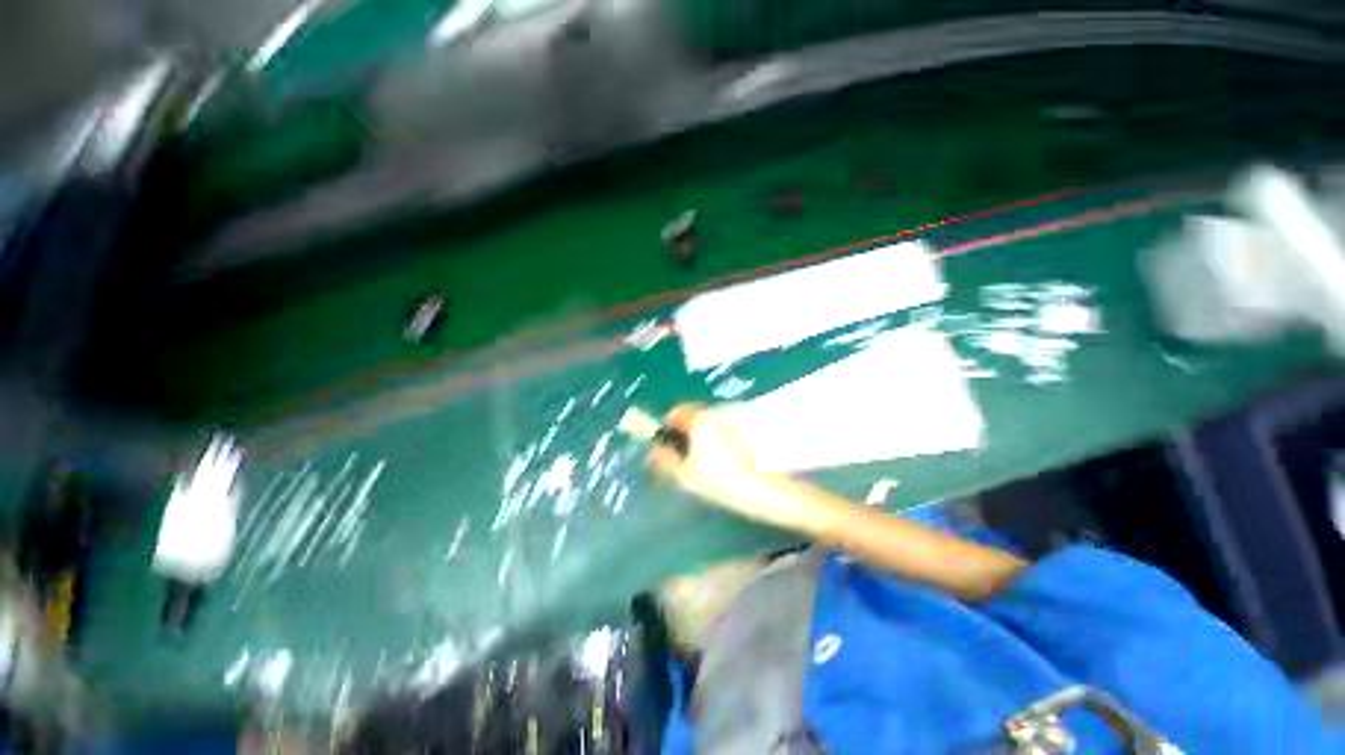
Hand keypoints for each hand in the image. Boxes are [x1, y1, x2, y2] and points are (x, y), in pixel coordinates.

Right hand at [648, 404, 814, 530]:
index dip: (668, 427)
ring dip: (702, 437)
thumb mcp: (687, 475)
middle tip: (686, 459)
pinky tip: (726, 462)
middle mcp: (718, 413)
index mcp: (701, 420)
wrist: (767, 490)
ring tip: (707, 464)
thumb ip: (666, 461)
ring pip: (710, 423)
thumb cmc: (723, 481)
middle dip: (685, 434)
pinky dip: (718, 440)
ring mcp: (735, 420)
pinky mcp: (748, 430)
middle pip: (693, 416)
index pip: (677, 412)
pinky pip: (724, 429)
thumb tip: (654, 452)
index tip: (668, 446)